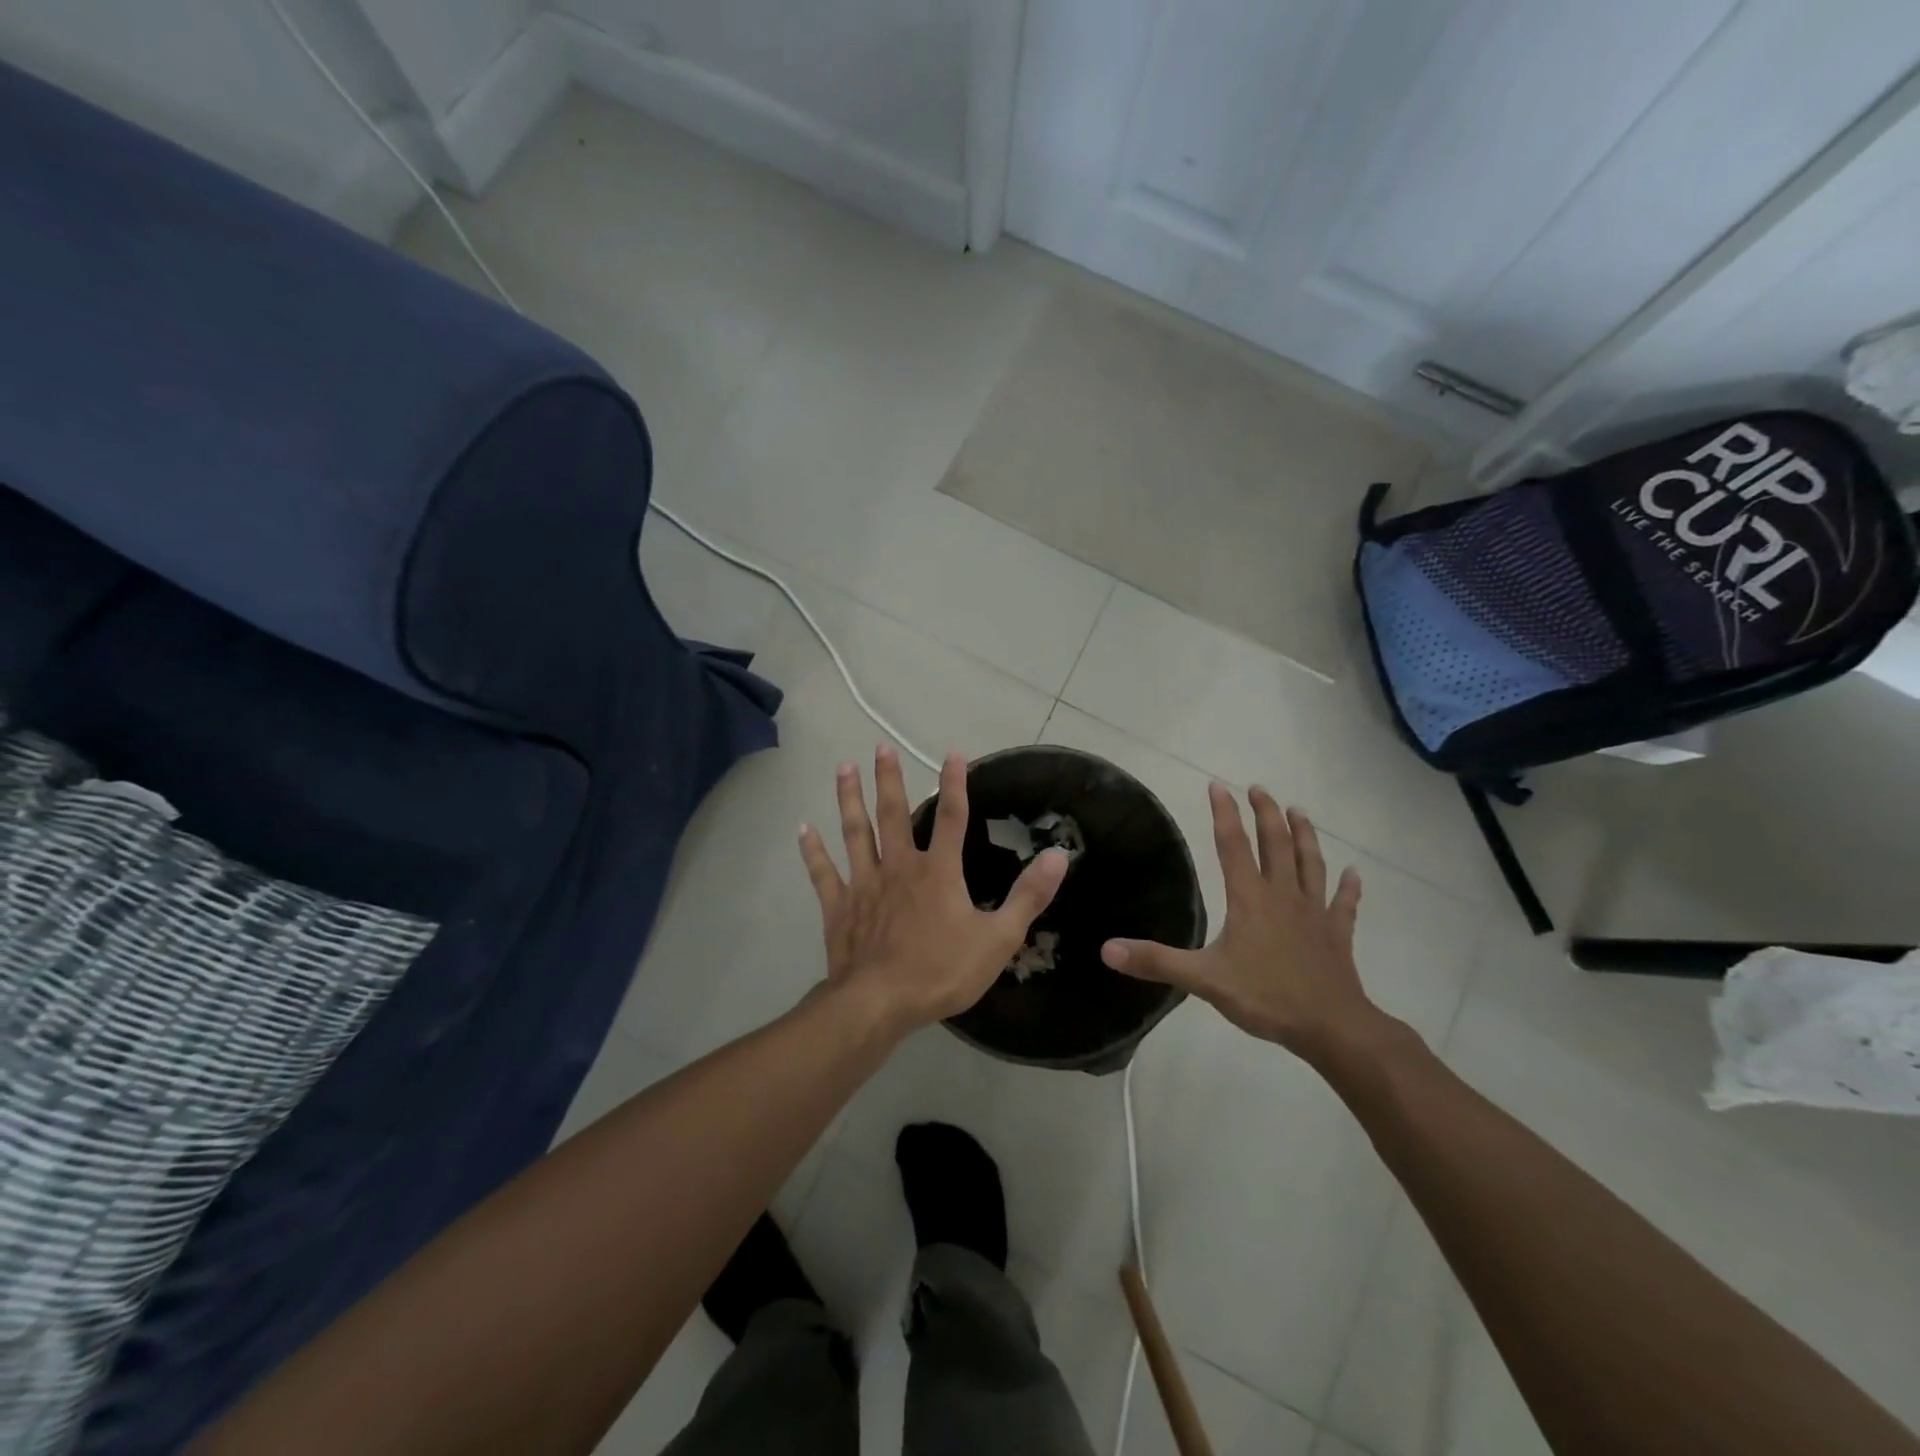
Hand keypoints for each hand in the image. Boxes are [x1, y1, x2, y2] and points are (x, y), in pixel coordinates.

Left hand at [799, 745, 1067, 1033]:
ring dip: (849, 799)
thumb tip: (1059, 856)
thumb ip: (1029, 896)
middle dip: (888, 779)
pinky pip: (824, 873)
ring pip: (856, 832)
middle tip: (880, 747)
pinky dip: (813, 851)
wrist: (880, 1003)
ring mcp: (865, 884)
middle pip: (893, 813)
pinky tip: (804, 829)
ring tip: (843, 768)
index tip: (954, 753)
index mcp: (938, 872)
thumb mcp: (998, 938)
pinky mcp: (840, 907)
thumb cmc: (942, 971)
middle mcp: (899, 867)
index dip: (955, 784)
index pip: (951, 817)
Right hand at [1101, 785, 1392, 1061]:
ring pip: (1310, 863)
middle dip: (1266, 813)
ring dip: (1305, 835)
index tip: (1218, 786)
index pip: (1233, 846)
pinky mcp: (1338, 934)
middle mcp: (1283, 895)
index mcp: (1250, 899)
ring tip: (1299, 811)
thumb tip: (1107, 949)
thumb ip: (1156, 962)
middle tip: (1259, 788)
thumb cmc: (1266, 997)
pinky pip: (1344, 904)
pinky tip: (1354, 874)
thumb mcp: (1203, 980)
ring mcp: (1315, 913)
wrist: (1331, 1027)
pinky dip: (1349, 887)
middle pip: (1276, 844)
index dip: (1224, 814)